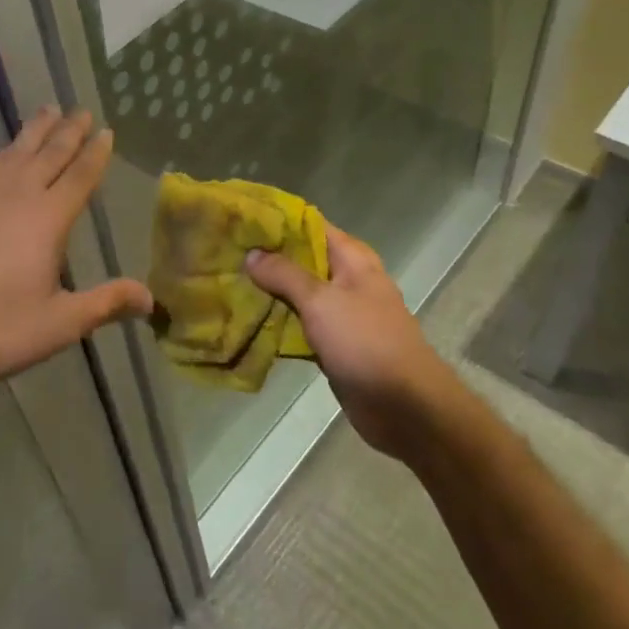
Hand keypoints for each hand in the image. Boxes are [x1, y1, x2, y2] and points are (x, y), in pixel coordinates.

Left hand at [0, 107, 152, 393]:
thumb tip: (151, 299)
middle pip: (49, 152)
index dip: (95, 153)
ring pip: (15, 150)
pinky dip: (2, 151)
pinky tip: (1, 153)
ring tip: (48, 112)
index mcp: (48, 218)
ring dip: (36, 130)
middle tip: (82, 110)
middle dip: (69, 130)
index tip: (106, 131)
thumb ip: (105, 303)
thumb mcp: (59, 323)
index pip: (80, 175)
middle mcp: (17, 194)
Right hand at [246, 223, 458, 462]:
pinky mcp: (333, 343)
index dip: (274, 220)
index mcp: (351, 258)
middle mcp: (346, 279)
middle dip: (264, 257)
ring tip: (224, 284)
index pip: (307, 224)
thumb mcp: (321, 301)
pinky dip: (276, 322)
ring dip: (266, 291)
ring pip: (296, 293)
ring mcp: (340, 313)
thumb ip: (284, 274)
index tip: (238, 220)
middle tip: (222, 254)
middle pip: (299, 259)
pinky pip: (298, 324)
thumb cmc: (366, 342)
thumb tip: (252, 254)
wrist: (406, 408)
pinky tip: (244, 321)